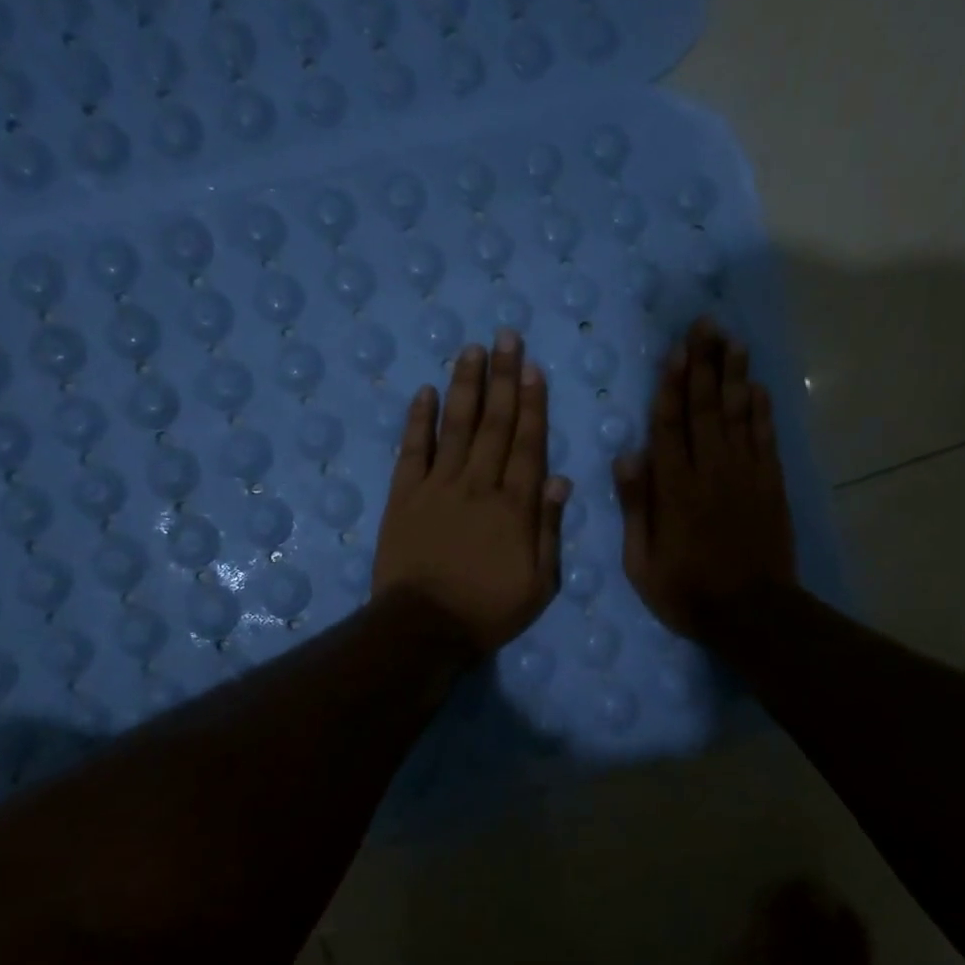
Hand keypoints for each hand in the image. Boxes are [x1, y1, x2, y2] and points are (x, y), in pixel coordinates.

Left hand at [373, 331, 571, 654]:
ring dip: (466, 386)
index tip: (534, 368)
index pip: (527, 444)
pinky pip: (412, 449)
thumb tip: (560, 479)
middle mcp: (478, 485)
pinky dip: (419, 420)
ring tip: (472, 350)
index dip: (532, 403)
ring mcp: (437, 486)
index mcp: (514, 506)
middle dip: (503, 378)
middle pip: (494, 424)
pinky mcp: (404, 496)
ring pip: (456, 426)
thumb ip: (548, 529)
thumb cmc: (487, 610)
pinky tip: (425, 392)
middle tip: (507, 337)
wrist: (423, 627)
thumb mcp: (538, 583)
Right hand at [615, 317, 796, 638]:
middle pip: (706, 408)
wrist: (752, 614)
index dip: (672, 386)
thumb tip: (627, 454)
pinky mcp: (771, 485)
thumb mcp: (641, 561)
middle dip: (704, 364)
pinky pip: (765, 438)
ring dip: (735, 375)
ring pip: (738, 415)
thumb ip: (636, 506)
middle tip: (706, 325)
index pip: (670, 426)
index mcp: (675, 489)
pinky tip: (757, 386)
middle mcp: (711, 471)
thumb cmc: (686, 591)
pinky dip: (761, 410)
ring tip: (732, 341)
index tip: (675, 351)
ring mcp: (746, 475)